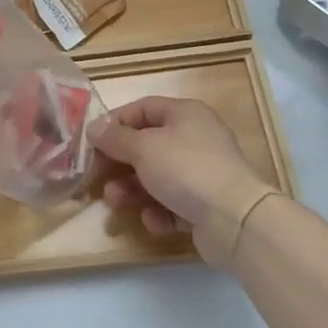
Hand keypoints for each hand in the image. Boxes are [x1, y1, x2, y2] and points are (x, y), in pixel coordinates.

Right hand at [90, 96, 278, 264]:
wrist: (234, 218)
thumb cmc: (184, 168)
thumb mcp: (143, 148)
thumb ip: (115, 138)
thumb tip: (93, 127)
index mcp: (185, 114)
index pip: (143, 108)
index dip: (116, 122)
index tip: (92, 140)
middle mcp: (195, 139)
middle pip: (147, 146)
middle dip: (120, 164)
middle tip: (98, 177)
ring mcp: (202, 173)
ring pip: (156, 178)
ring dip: (132, 190)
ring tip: (116, 203)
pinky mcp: (205, 205)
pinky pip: (172, 203)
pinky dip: (158, 211)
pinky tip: (154, 220)